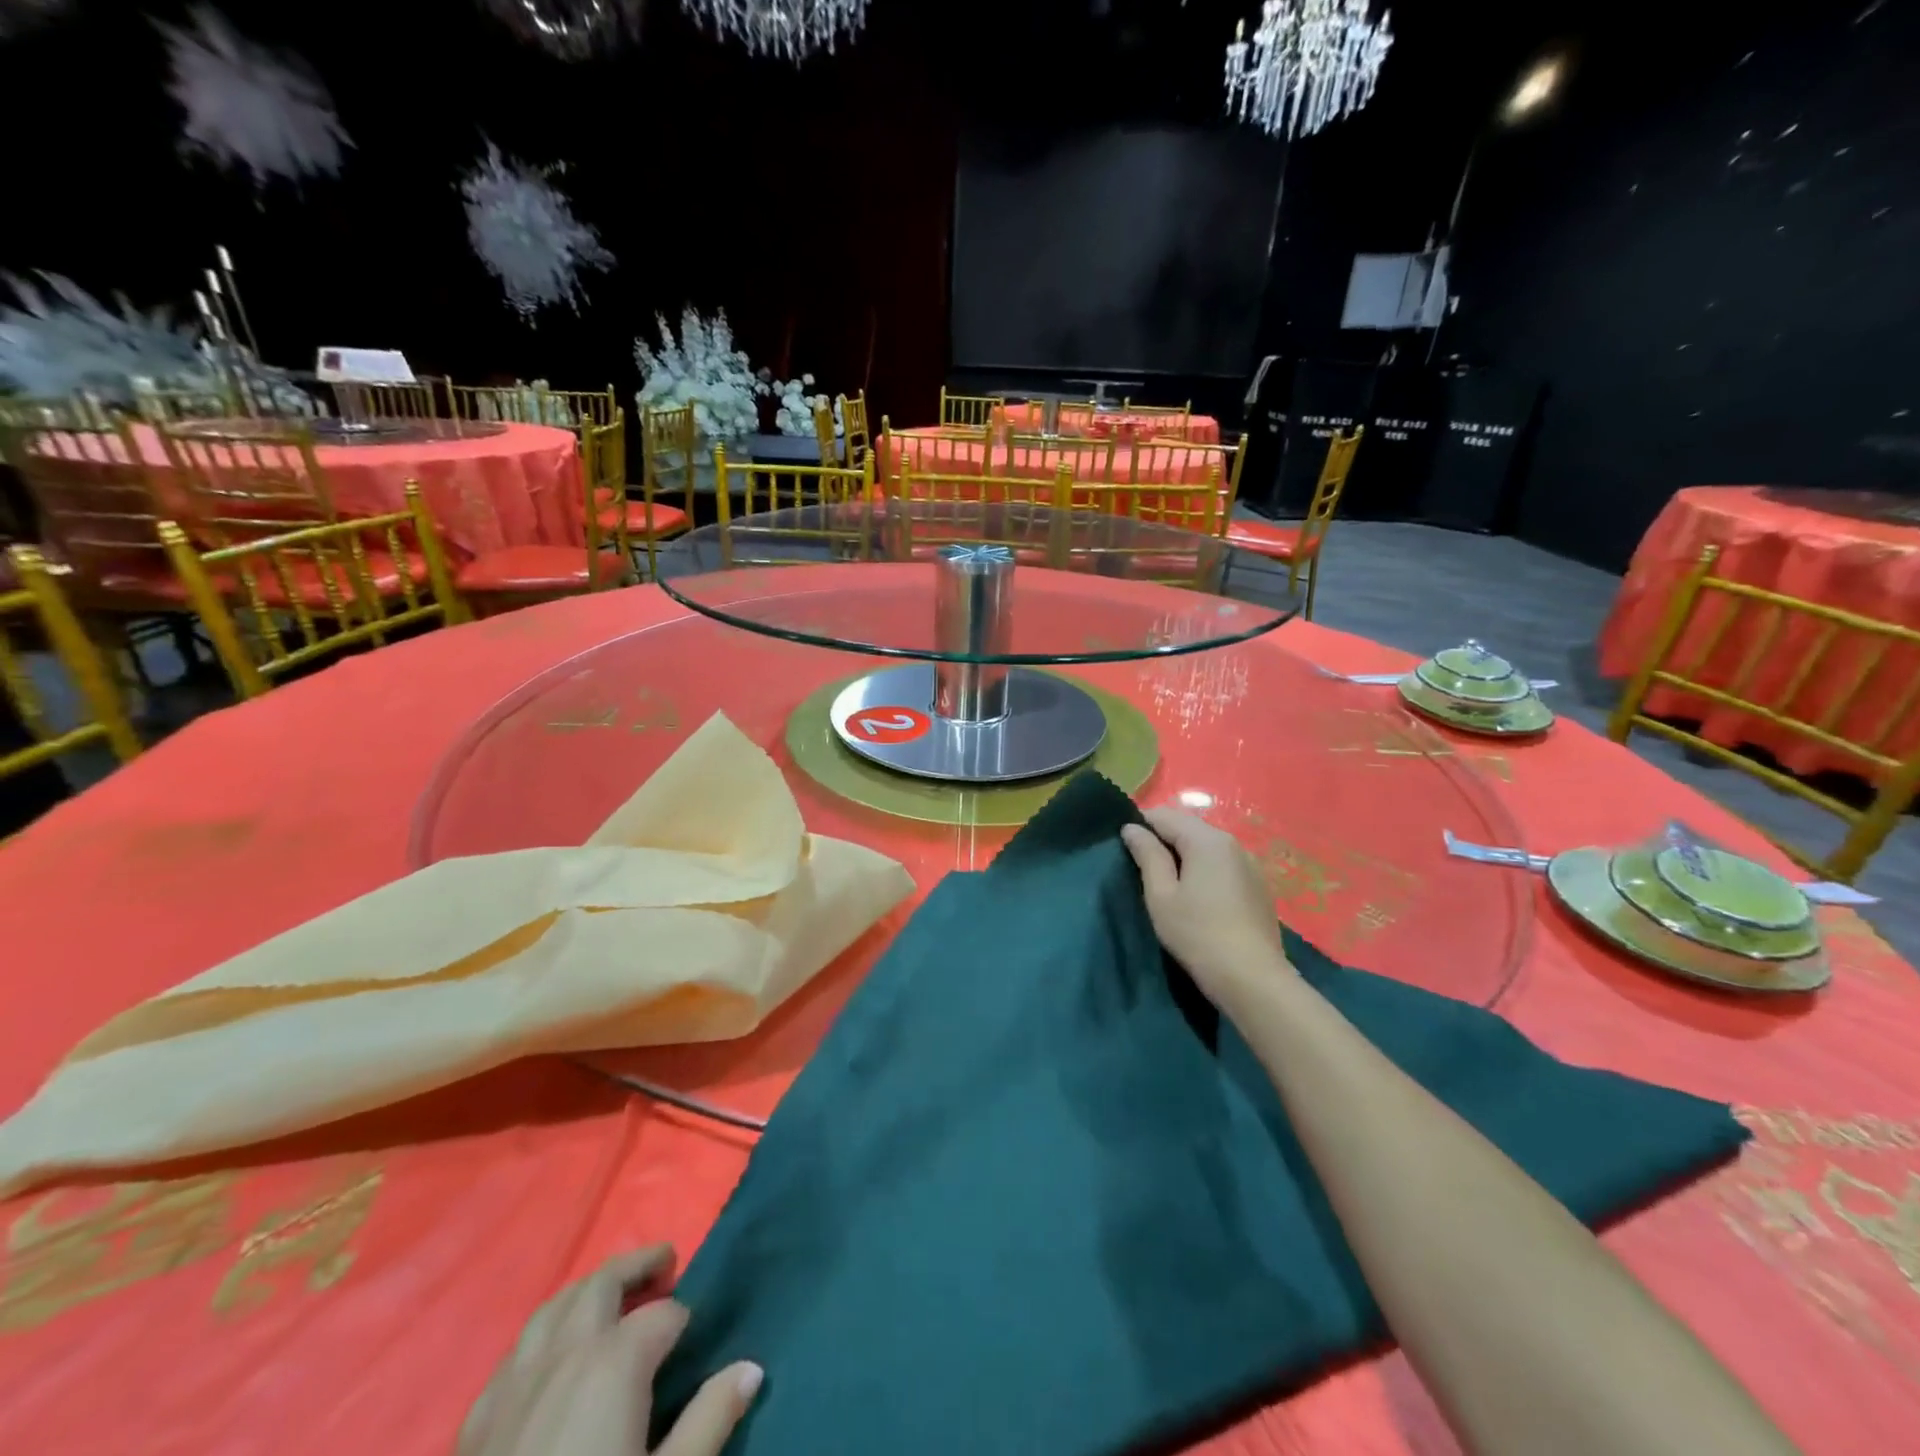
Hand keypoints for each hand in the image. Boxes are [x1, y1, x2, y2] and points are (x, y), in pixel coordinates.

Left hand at [458, 1245, 761, 1455]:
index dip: (685, 1319)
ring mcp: (513, 1385)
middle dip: (638, 1266)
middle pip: (603, 1282)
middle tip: (665, 1264)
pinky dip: (543, 1336)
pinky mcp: (476, 1423)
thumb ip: (710, 1419)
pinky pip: (514, 1354)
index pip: (664, 1314)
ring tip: (612, 1297)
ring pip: (553, 1306)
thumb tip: (751, 1368)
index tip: (696, 1333)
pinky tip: (551, 1359)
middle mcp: (564, 1354)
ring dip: (588, 1291)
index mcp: (614, 1363)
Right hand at [1120, 807, 1291, 1004]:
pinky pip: (1223, 864)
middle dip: (1163, 839)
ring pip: (1207, 846)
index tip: (1124, 848)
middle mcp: (1232, 843)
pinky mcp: (1258, 885)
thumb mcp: (1161, 895)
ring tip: (1167, 883)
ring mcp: (1250, 864)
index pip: (1165, 815)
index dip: (1140, 825)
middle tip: (1142, 868)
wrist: (1252, 978)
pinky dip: (1204, 869)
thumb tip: (1132, 828)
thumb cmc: (1197, 934)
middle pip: (1188, 827)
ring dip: (1184, 855)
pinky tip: (1197, 896)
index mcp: (1207, 840)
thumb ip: (1147, 855)